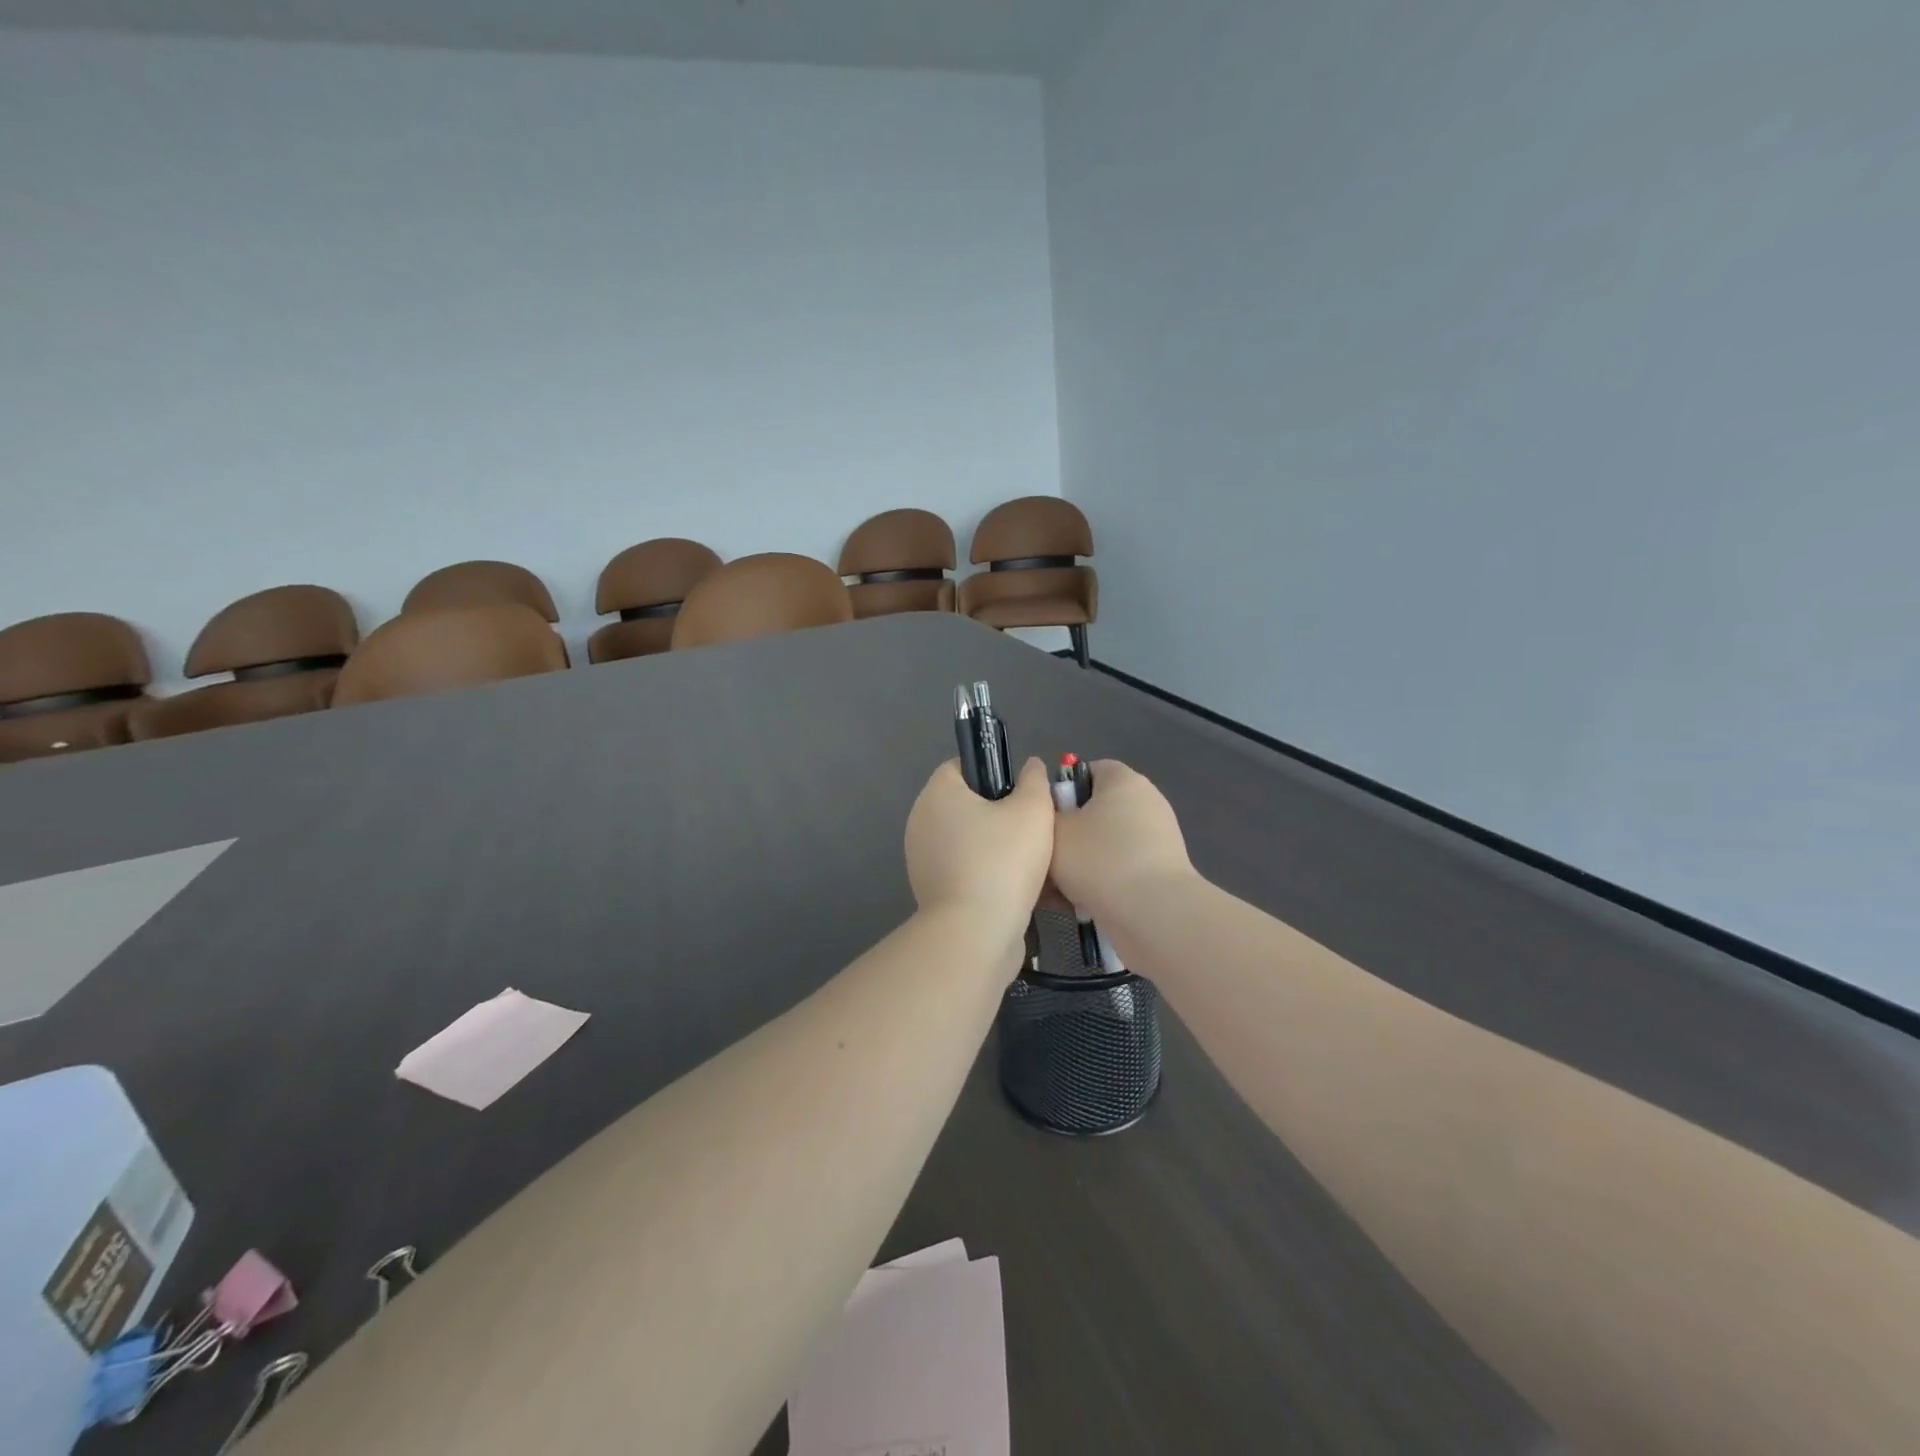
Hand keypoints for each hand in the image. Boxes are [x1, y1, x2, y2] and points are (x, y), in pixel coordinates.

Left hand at [904, 758, 1054, 939]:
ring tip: (1033, 861)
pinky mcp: (932, 891)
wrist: (975, 934)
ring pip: (968, 841)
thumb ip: (1034, 781)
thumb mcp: (1033, 811)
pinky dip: (987, 874)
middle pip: (966, 805)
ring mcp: (922, 859)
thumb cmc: (1002, 861)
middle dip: (1000, 814)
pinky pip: (965, 870)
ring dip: (997, 847)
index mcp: (937, 794)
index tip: (1022, 792)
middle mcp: (921, 822)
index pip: (961, 766)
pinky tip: (1018, 887)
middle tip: (1035, 827)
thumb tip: (1031, 767)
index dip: (993, 771)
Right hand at [1049, 761, 1194, 919]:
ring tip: (1055, 889)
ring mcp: (1158, 839)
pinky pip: (1120, 870)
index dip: (1062, 790)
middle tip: (1044, 856)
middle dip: (1069, 834)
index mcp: (1123, 781)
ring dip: (1080, 864)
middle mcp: (1146, 803)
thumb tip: (1051, 814)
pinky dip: (1101, 883)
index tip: (1044, 818)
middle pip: (1096, 811)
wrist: (1153, 914)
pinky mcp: (1161, 873)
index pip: (1088, 771)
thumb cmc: (1099, 859)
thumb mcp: (1054, 830)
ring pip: (1104, 845)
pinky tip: (1079, 904)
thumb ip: (1045, 814)